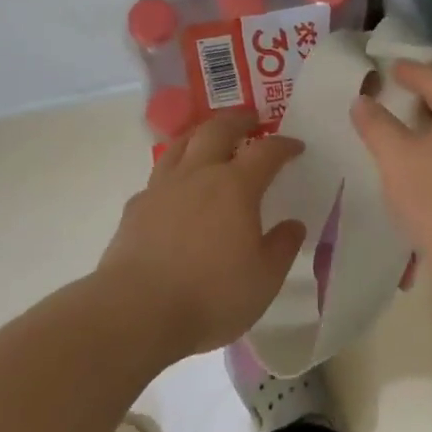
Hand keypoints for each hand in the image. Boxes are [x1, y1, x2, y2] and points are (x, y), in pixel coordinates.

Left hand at [100, 112, 307, 359]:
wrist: (136, 312)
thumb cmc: (210, 295)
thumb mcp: (264, 279)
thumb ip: (282, 247)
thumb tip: (293, 225)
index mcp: (236, 187)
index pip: (266, 152)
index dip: (284, 145)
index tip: (296, 146)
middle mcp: (198, 175)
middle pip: (218, 130)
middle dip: (239, 120)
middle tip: (252, 119)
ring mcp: (162, 188)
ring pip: (181, 144)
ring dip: (201, 133)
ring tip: (210, 136)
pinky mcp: (135, 208)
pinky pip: (158, 177)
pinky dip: (173, 172)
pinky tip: (175, 188)